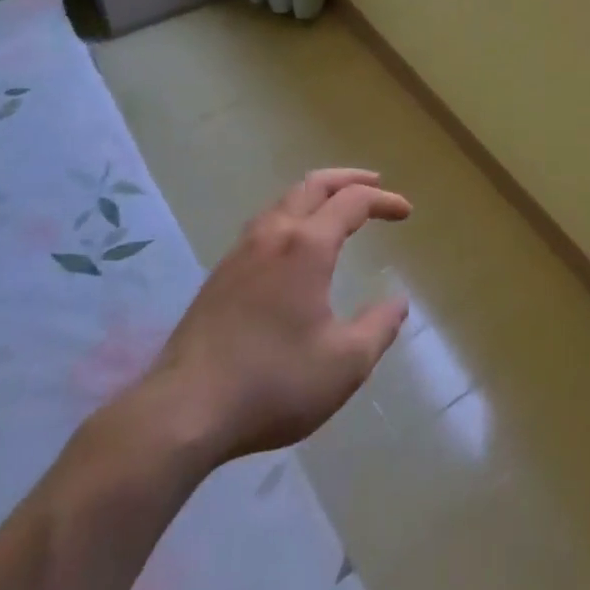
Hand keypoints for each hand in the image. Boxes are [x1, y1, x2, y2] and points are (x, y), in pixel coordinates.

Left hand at [124, 169, 412, 465]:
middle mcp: (273, 235)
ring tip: (337, 206)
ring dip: (317, 194)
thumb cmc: (273, 383)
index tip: (406, 212)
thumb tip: (398, 303)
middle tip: (375, 184)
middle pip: (314, 185)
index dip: (383, 201)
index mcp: (306, 246)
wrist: (184, 410)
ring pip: (284, 200)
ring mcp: (240, 251)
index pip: (352, 202)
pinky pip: (265, 223)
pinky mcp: (220, 274)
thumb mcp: (344, 364)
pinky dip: (293, 214)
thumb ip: (379, 328)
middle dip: (349, 179)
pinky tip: (295, 244)